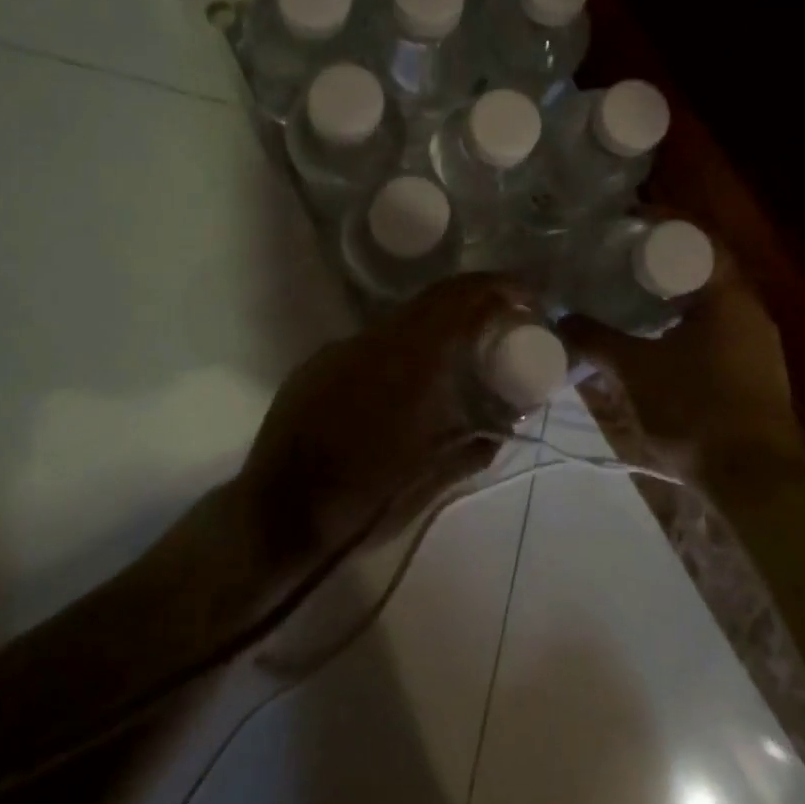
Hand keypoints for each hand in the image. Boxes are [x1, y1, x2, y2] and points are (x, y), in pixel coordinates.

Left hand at [239, 273, 535, 561]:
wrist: (277, 516)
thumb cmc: (364, 503)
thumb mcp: (434, 479)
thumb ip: (477, 442)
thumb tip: (508, 419)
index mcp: (413, 362)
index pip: (461, 297)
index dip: (499, 287)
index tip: (527, 298)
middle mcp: (377, 341)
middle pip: (434, 299)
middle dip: (474, 302)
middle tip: (502, 323)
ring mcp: (341, 349)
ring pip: (402, 321)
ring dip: (437, 328)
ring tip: (458, 357)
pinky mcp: (317, 363)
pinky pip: (371, 344)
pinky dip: (400, 350)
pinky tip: (402, 385)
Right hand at [558, 244, 804, 485]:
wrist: (757, 481)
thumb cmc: (696, 409)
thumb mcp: (635, 371)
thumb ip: (597, 340)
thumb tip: (563, 319)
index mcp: (729, 297)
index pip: (700, 239)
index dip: (665, 225)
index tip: (628, 223)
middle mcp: (751, 312)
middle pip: (706, 269)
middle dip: (666, 261)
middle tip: (623, 260)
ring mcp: (759, 345)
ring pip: (713, 304)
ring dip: (677, 296)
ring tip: (635, 297)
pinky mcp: (757, 375)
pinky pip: (719, 332)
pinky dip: (689, 325)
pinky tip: (661, 341)